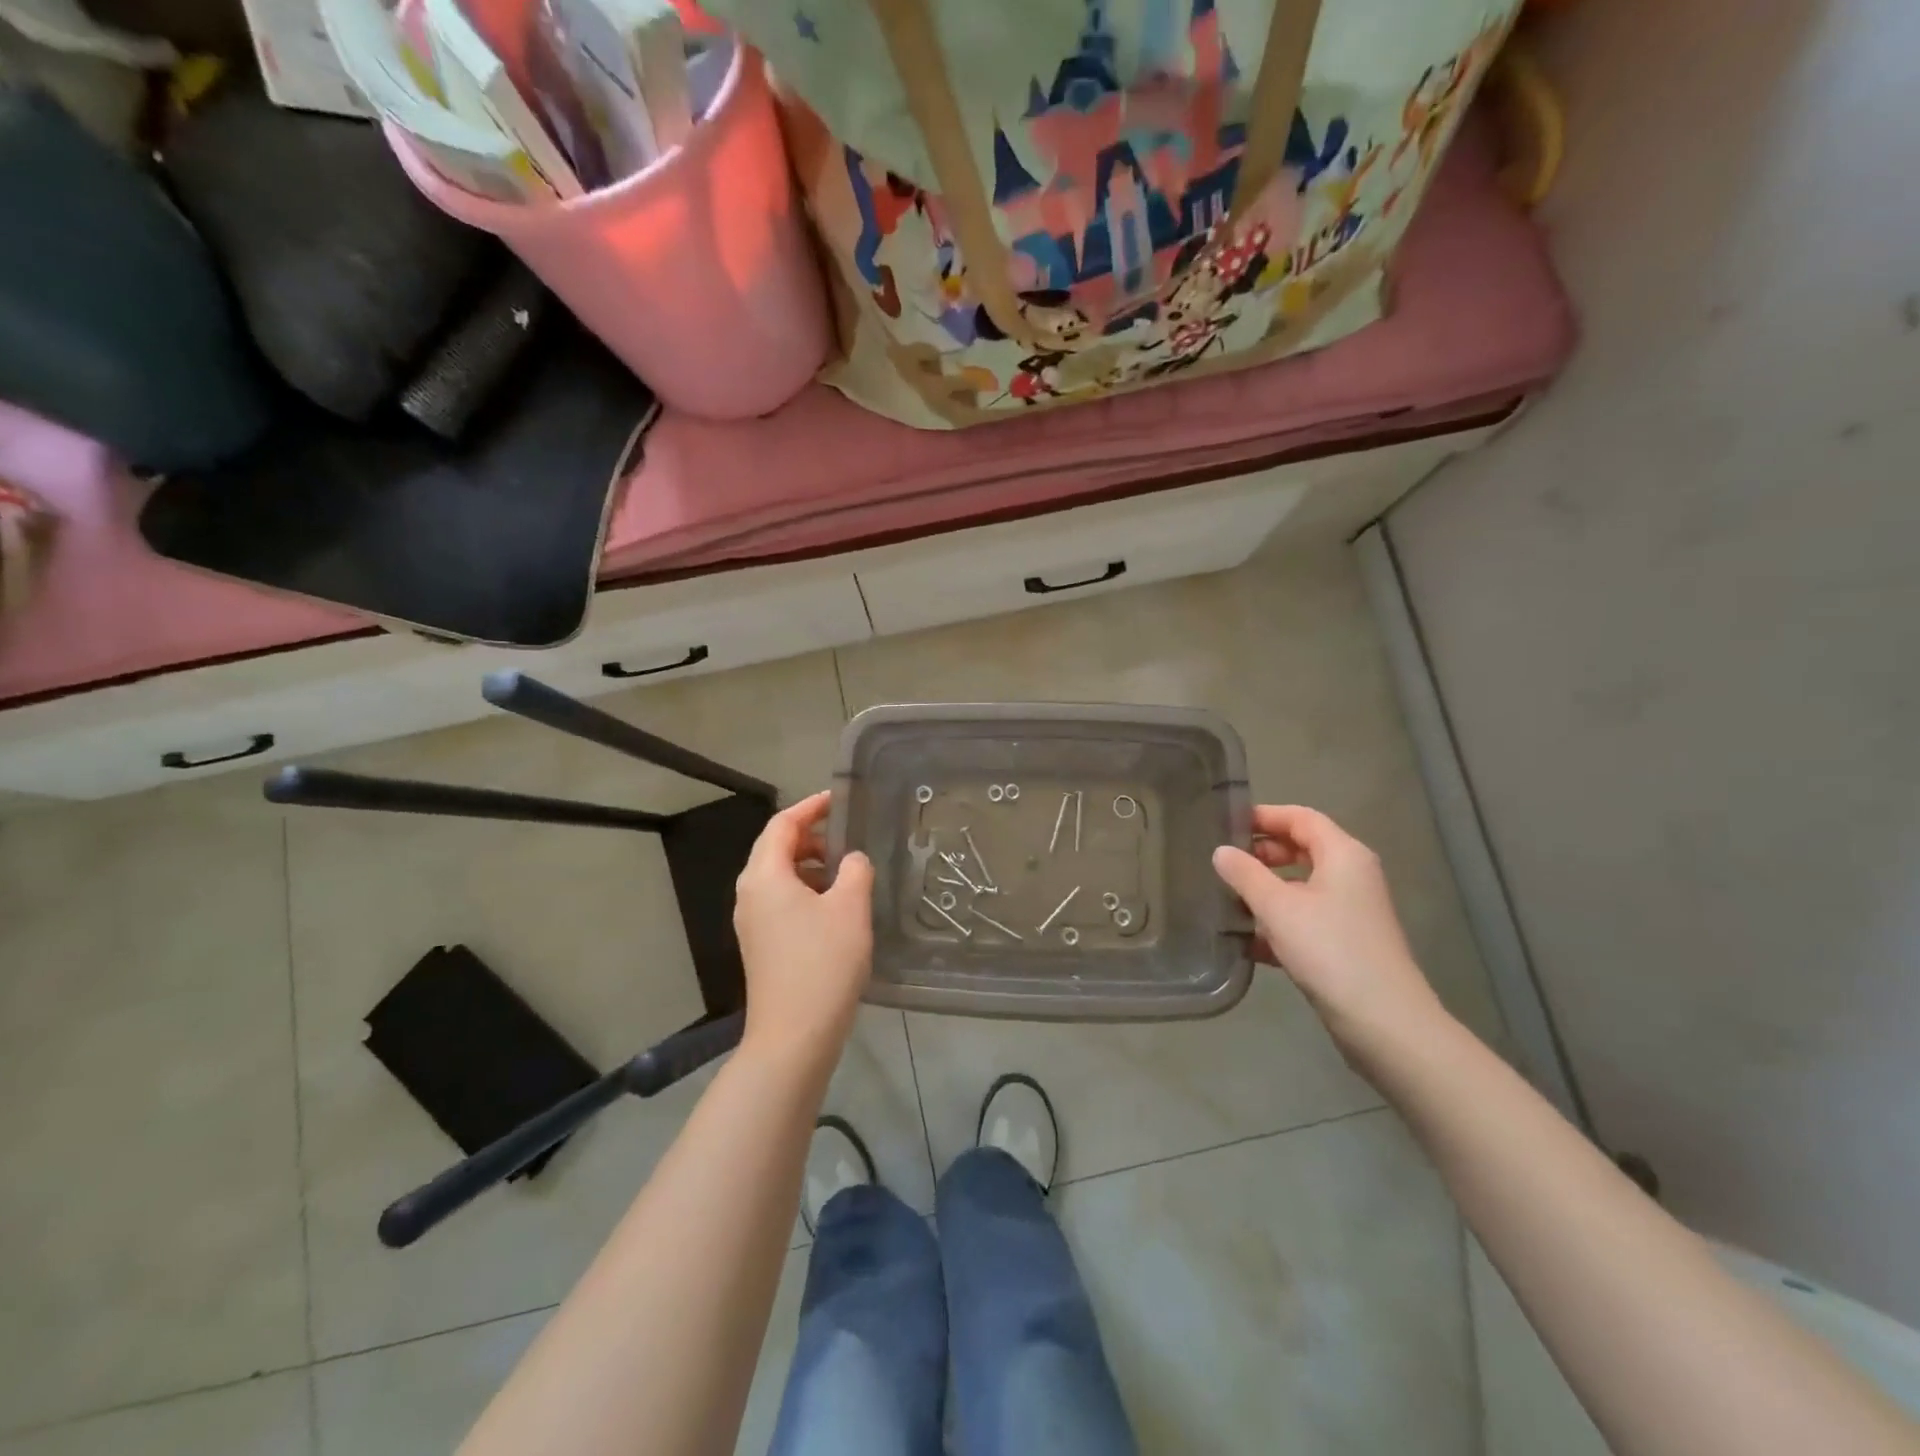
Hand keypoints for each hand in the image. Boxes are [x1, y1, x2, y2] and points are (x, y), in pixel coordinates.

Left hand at [732, 791, 873, 1068]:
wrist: (794, 1036)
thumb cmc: (822, 963)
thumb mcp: (850, 908)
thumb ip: (855, 871)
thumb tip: (851, 860)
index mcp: (764, 876)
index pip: (782, 825)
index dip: (810, 807)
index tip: (838, 800)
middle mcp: (750, 894)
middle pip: (776, 848)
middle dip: (811, 837)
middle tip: (847, 838)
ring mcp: (752, 922)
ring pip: (779, 877)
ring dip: (810, 866)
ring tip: (847, 874)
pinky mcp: (761, 945)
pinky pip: (780, 901)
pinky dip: (806, 891)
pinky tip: (835, 909)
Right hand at [1213, 805, 1447, 1064]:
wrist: (1383, 1022)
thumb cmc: (1330, 950)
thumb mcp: (1277, 907)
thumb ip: (1245, 875)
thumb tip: (1221, 852)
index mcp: (1343, 855)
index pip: (1301, 817)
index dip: (1264, 816)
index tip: (1226, 824)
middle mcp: (1351, 875)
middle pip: (1302, 848)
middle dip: (1262, 853)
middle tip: (1224, 863)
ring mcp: (1350, 911)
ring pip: (1301, 886)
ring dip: (1265, 889)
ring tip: (1227, 899)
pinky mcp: (1345, 942)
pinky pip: (1305, 917)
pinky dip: (1277, 921)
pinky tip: (1246, 939)